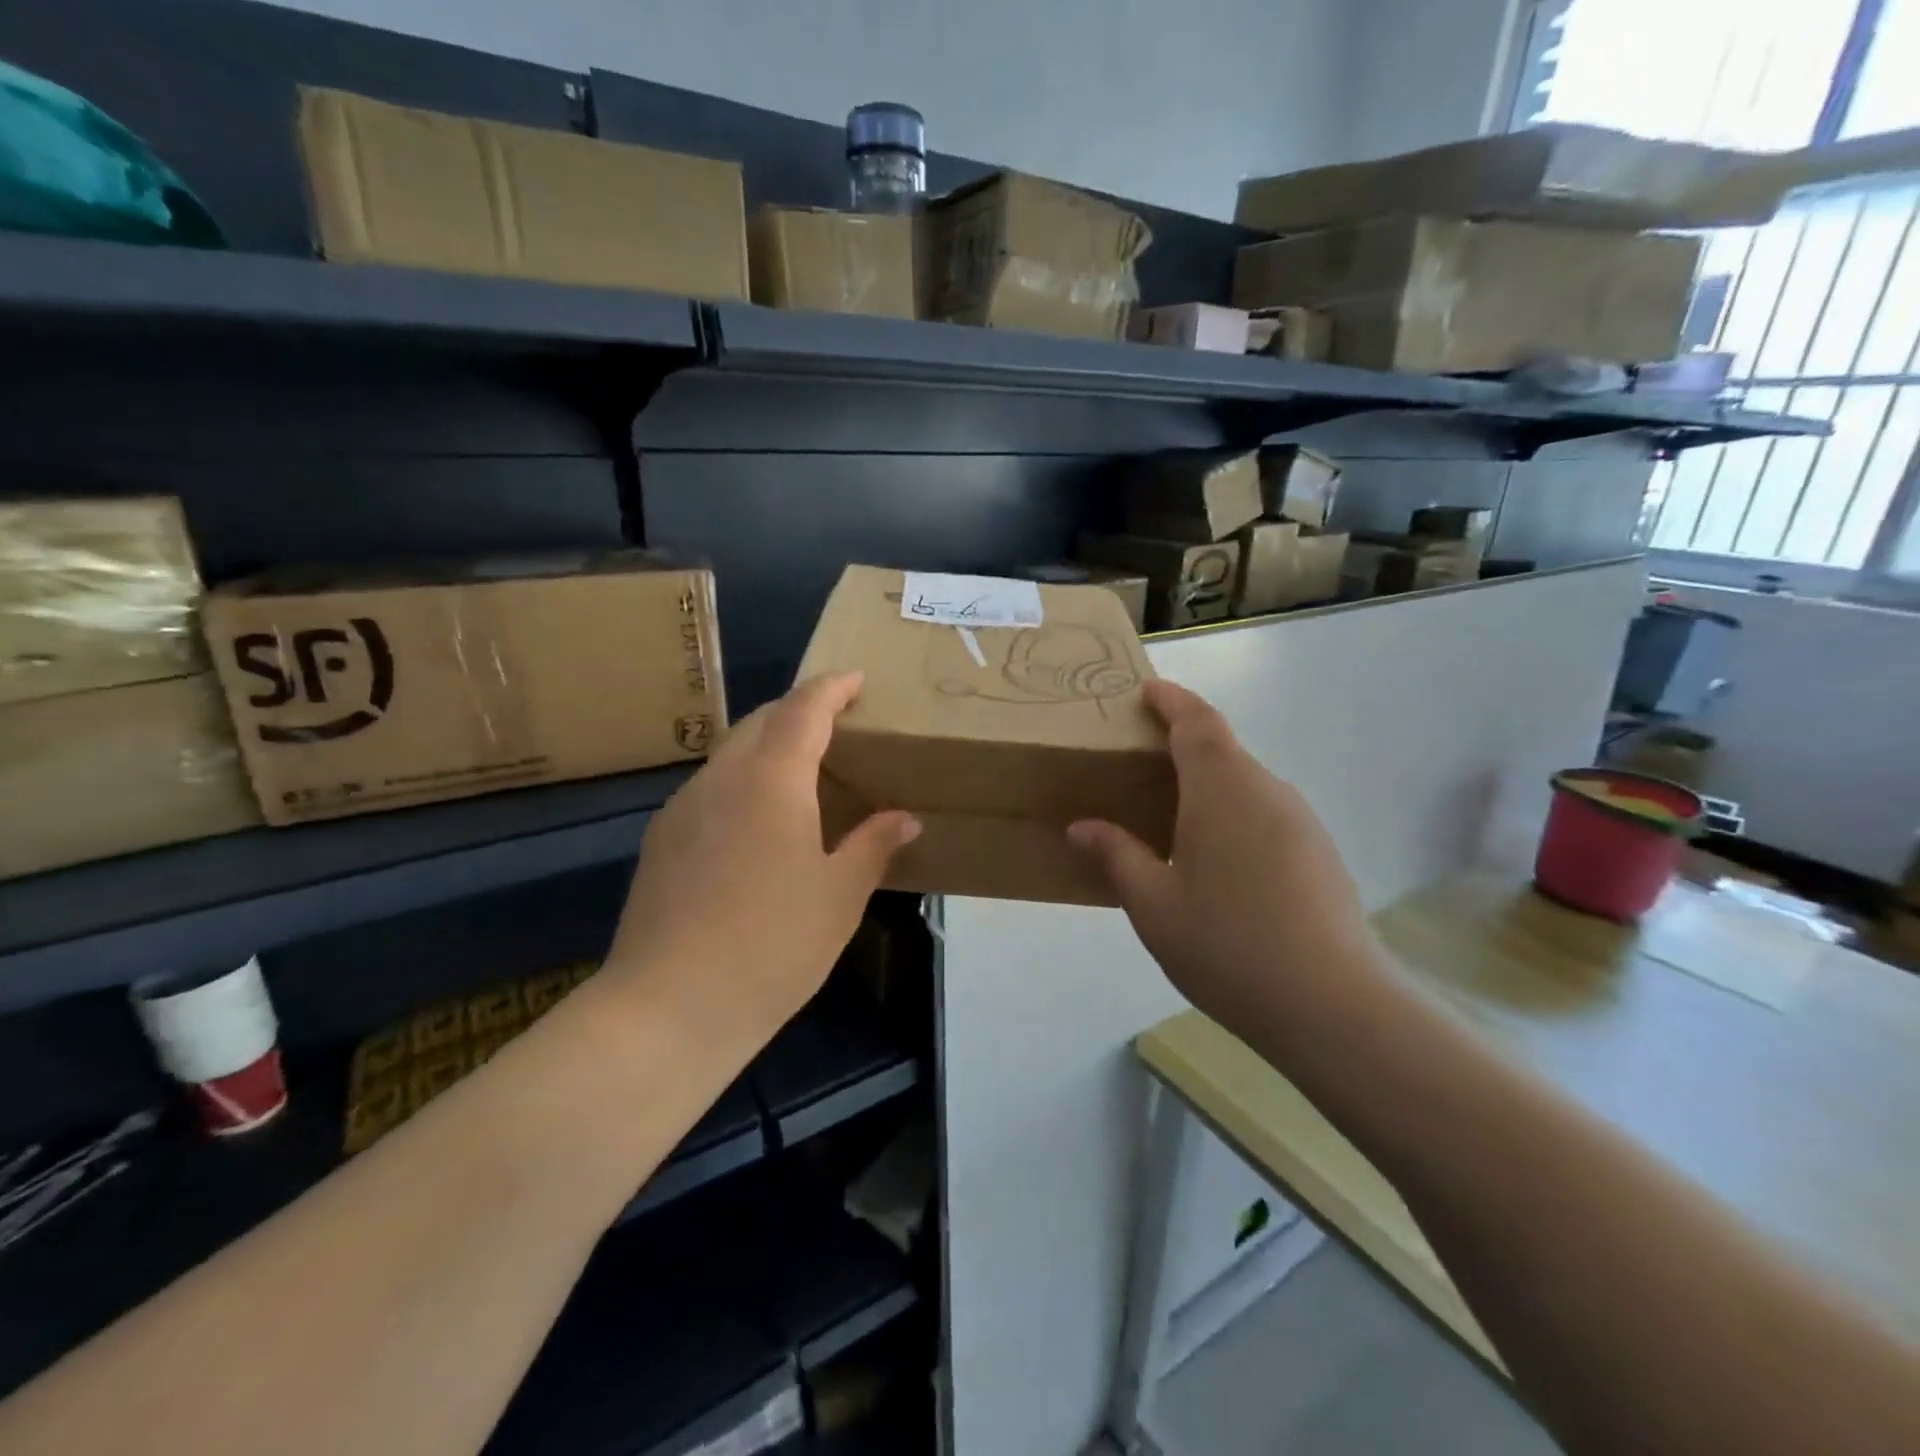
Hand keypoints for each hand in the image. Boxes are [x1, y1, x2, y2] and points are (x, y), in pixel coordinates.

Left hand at [606, 672, 920, 1045]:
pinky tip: (756, 822)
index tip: (855, 680)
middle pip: (761, 721)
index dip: (831, 688)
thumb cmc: (772, 945)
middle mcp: (721, 777)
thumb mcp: (839, 896)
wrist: (668, 1007)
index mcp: (772, 778)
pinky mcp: (660, 840)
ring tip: (800, 771)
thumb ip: (873, 845)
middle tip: (835, 723)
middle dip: (798, 710)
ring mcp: (682, 808)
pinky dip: (741, 781)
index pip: (803, 709)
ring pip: (730, 753)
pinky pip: (709, 788)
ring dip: (767, 745)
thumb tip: (904, 818)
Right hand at [1068, 680, 1377, 1040]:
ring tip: (1173, 818)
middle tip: (1142, 764)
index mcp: (1222, 789)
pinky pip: (1267, 813)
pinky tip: (1218, 862)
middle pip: (1222, 749)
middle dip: (1183, 744)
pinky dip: (1235, 815)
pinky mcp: (1320, 852)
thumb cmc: (1227, 945)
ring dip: (1210, 784)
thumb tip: (1082, 827)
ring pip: (1246, 783)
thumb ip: (1117, 856)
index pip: (1196, 721)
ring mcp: (1301, 821)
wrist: (1333, 1005)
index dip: (1171, 700)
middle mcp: (1267, 790)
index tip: (1146, 691)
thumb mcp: (1154, 904)